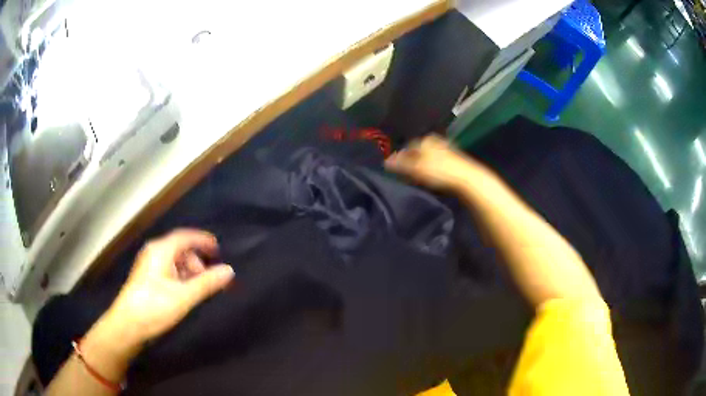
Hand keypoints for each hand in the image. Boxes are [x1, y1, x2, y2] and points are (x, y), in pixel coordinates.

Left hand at [103, 229, 234, 349]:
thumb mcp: (184, 296)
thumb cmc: (154, 307)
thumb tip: (229, 270)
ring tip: (199, 288)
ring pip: (174, 261)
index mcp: (161, 250)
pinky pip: (168, 270)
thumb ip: (207, 283)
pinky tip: (185, 292)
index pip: (185, 237)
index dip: (202, 240)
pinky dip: (180, 277)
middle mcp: (153, 253)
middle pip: (180, 249)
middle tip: (210, 277)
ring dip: (189, 271)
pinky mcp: (147, 278)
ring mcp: (149, 265)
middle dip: (197, 260)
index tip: (218, 248)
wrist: (128, 325)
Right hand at [385, 135, 481, 189]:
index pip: (408, 147)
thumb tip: (385, 161)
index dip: (401, 158)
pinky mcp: (455, 160)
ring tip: (420, 179)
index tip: (398, 170)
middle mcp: (435, 141)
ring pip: (429, 157)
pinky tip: (434, 178)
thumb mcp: (415, 168)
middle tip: (408, 175)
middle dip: (413, 161)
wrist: (466, 179)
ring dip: (424, 166)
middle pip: (419, 151)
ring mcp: (446, 149)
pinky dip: (434, 169)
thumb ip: (400, 164)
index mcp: (425, 140)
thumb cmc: (439, 171)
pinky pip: (438, 163)